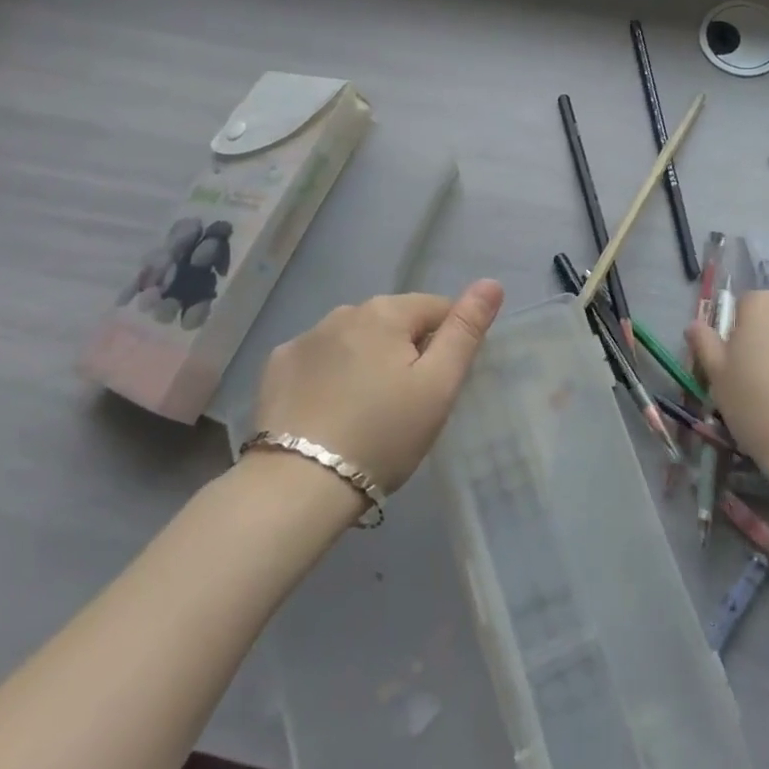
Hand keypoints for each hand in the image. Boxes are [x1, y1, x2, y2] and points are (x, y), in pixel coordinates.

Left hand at [254, 281, 504, 493]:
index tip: (439, 385)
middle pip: (393, 322)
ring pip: (355, 339)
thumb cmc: (383, 435)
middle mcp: (343, 312)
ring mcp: (304, 338)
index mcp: (386, 312)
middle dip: (406, 351)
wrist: (299, 486)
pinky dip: (331, 374)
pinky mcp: (277, 366)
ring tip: (368, 410)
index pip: (436, 308)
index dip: (447, 342)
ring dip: (368, 360)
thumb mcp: (438, 386)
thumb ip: (465, 331)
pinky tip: (330, 409)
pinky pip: (320, 359)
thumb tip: (491, 283)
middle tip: (407, 404)